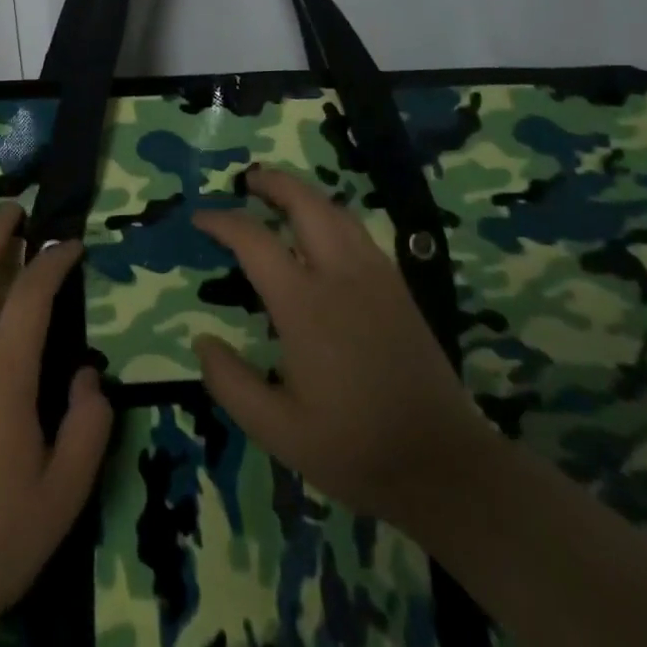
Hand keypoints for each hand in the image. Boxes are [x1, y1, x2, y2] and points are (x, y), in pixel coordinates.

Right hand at [191, 167, 490, 524]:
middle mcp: (341, 275)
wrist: (446, 466)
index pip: (254, 240)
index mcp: (305, 305)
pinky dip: (331, 214)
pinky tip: (323, 230)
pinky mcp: (398, 288)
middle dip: (272, 183)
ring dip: (303, 194)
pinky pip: (357, 231)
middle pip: (304, 204)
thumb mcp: (278, 431)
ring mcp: (376, 277)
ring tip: (280, 195)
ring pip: (336, 211)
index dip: (222, 221)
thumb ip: (231, 384)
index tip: (200, 217)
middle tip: (247, 180)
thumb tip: (201, 340)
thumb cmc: (355, 448)